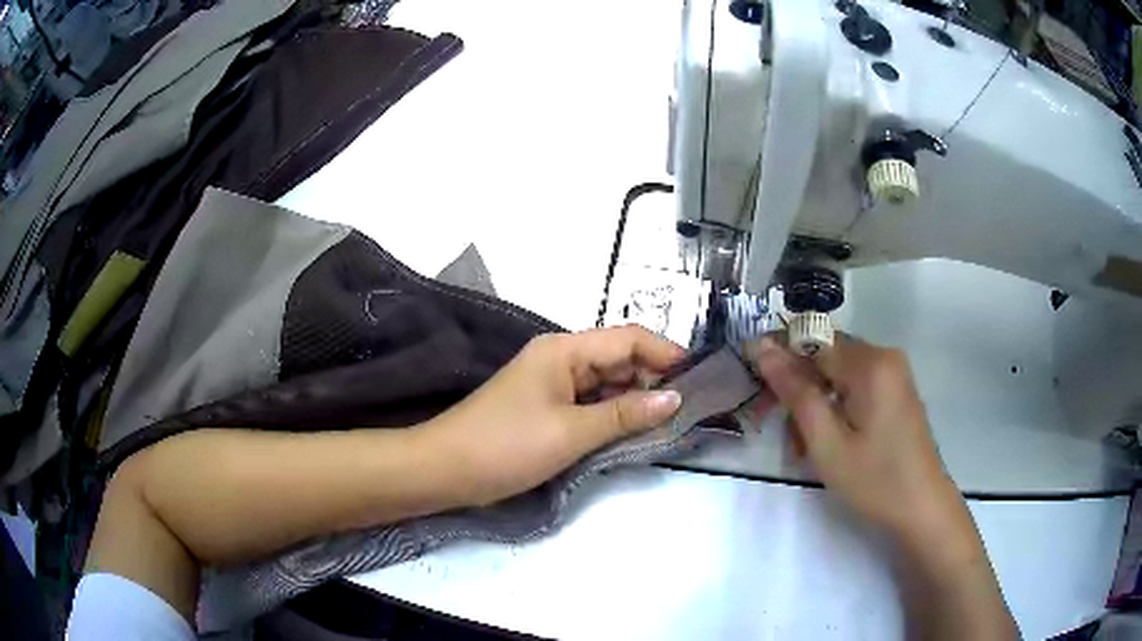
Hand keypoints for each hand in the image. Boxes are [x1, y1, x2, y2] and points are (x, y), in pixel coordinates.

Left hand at [420, 325, 685, 506]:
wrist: (446, 470)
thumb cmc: (507, 445)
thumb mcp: (571, 432)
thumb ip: (626, 414)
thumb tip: (676, 398)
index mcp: (565, 350)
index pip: (629, 338)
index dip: (667, 354)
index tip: (701, 378)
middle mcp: (561, 359)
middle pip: (620, 359)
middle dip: (655, 380)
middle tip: (692, 409)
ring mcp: (553, 385)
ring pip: (608, 384)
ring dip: (636, 401)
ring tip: (671, 423)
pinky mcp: (547, 409)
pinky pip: (591, 405)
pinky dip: (614, 416)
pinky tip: (634, 433)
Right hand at [746, 333, 970, 544]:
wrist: (922, 506)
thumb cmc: (874, 479)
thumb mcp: (827, 443)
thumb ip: (796, 392)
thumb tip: (764, 348)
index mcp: (870, 363)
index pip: (812, 338)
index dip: (780, 355)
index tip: (757, 386)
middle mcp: (884, 356)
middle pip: (825, 355)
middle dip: (798, 387)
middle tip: (781, 430)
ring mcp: (893, 373)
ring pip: (837, 373)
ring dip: (815, 402)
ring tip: (803, 447)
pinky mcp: (896, 390)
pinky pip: (855, 385)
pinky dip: (835, 407)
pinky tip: (827, 440)